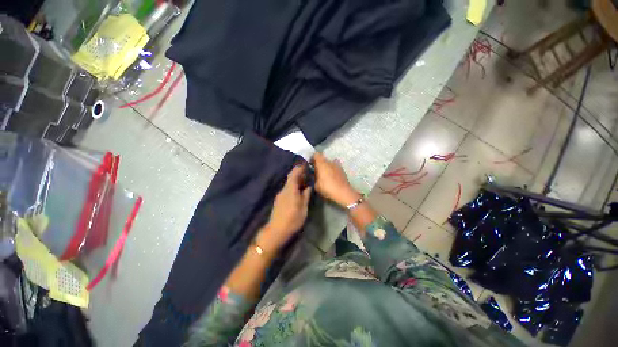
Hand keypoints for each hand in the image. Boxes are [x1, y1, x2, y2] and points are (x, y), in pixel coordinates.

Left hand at [261, 164, 311, 250]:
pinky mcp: (279, 200)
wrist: (276, 231)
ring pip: (289, 183)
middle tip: (307, 172)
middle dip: (298, 173)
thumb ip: (306, 195)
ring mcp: (280, 195)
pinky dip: (293, 186)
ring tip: (305, 180)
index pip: (293, 174)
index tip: (305, 164)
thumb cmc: (292, 220)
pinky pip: (287, 189)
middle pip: (290, 178)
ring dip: (296, 180)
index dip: (299, 168)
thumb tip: (308, 186)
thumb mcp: (303, 208)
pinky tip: (298, 190)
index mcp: (290, 190)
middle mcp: (284, 190)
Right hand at [312, 152, 360, 207]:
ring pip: (330, 163)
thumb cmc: (327, 188)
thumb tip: (314, 175)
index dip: (313, 158)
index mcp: (322, 163)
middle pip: (323, 158)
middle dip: (319, 163)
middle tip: (317, 170)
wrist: (343, 193)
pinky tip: (332, 177)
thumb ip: (314, 178)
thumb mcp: (316, 185)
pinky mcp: (342, 170)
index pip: (316, 154)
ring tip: (325, 174)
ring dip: (327, 166)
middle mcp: (329, 161)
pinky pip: (335, 167)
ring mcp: (337, 165)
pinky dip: (333, 170)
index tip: (310, 164)